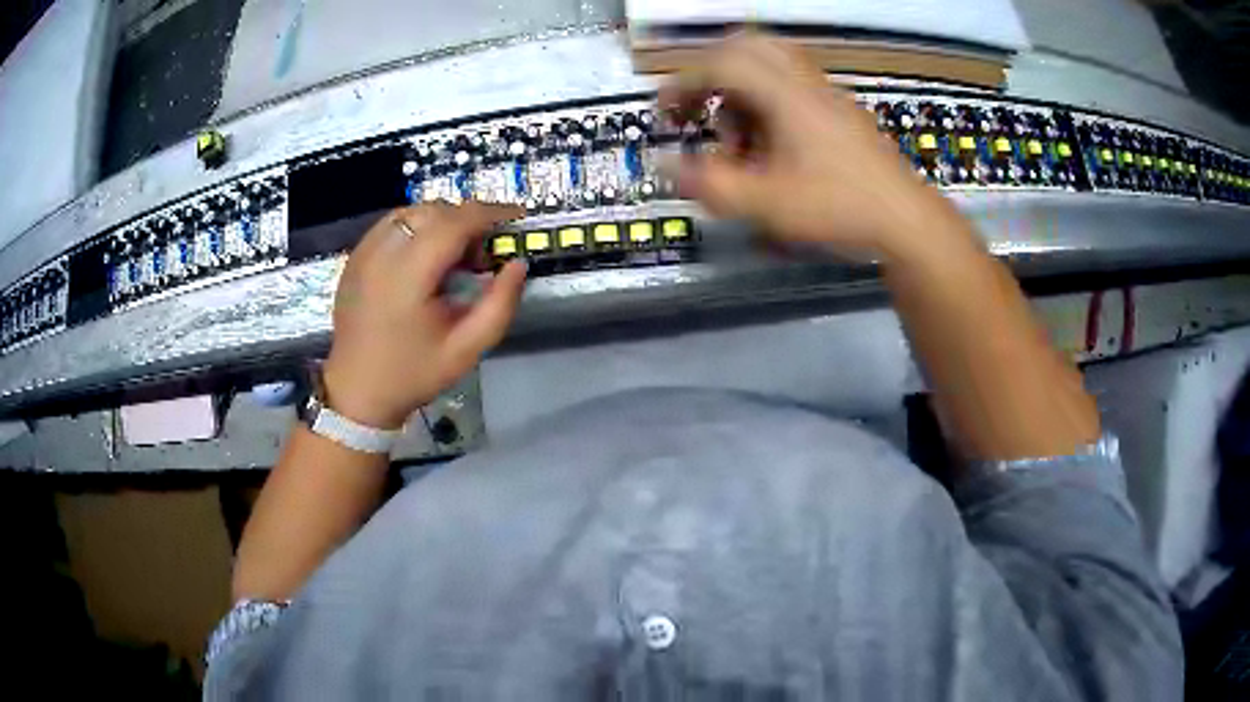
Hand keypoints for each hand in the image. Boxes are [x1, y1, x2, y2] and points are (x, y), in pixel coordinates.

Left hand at [322, 202, 526, 428]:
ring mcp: (362, 253)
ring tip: (454, 254)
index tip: (517, 217)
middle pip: (433, 211)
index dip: (490, 213)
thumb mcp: (467, 349)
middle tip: (483, 253)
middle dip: (467, 219)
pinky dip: (417, 228)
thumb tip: (518, 263)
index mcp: (407, 276)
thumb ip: (500, 304)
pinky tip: (425, 257)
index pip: (454, 222)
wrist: (357, 392)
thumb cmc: (414, 374)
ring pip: (411, 213)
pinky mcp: (354, 258)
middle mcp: (381, 254)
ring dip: (441, 221)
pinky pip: (391, 225)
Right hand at [660, 33, 966, 261]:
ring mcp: (827, 94)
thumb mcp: (766, 204)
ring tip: (738, 139)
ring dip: (741, 89)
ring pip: (771, 64)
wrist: (906, 221)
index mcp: (785, 94)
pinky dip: (767, 101)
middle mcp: (806, 83)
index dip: (684, 83)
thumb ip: (710, 184)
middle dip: (712, 72)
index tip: (666, 113)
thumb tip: (665, 166)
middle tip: (698, 106)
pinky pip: (793, 85)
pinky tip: (771, 145)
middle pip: (747, 46)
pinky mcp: (841, 112)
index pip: (722, 63)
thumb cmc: (839, 208)